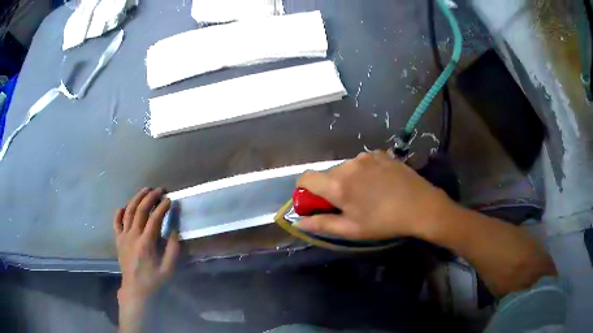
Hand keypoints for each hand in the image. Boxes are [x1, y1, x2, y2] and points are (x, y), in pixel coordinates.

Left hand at [113, 188, 179, 304]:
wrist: (135, 290)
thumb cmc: (154, 280)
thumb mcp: (169, 269)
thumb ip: (173, 249)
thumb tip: (174, 230)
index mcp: (146, 243)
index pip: (154, 218)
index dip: (163, 207)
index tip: (170, 199)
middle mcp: (133, 236)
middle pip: (140, 210)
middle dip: (150, 197)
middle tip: (159, 190)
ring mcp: (123, 236)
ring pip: (128, 211)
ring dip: (136, 198)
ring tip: (145, 190)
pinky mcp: (118, 240)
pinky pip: (116, 221)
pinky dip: (120, 212)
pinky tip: (125, 206)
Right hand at [296, 151, 452, 239]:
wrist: (421, 206)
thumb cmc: (384, 222)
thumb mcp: (351, 229)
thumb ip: (321, 224)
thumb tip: (298, 221)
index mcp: (337, 184)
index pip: (305, 178)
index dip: (305, 191)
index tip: (318, 204)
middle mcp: (348, 164)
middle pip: (327, 175)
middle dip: (331, 189)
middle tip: (349, 205)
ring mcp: (366, 156)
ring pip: (346, 168)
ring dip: (349, 180)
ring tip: (368, 195)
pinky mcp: (380, 153)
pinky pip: (363, 162)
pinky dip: (364, 172)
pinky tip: (380, 184)